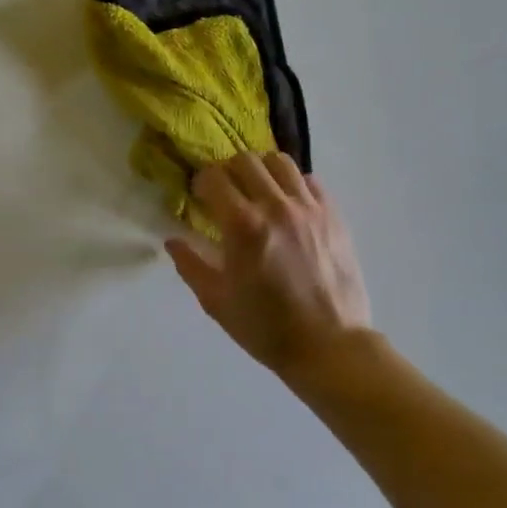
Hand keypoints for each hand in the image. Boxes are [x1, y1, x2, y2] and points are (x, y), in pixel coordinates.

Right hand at [165, 153, 372, 378]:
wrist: (329, 347)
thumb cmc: (266, 328)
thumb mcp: (217, 302)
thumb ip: (191, 265)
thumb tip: (173, 241)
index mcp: (243, 225)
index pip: (214, 177)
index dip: (201, 183)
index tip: (200, 197)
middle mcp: (276, 206)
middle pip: (245, 160)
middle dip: (228, 171)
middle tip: (227, 193)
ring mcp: (309, 208)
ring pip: (280, 162)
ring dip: (262, 171)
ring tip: (259, 192)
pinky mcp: (334, 216)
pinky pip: (311, 182)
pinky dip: (294, 185)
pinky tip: (289, 206)